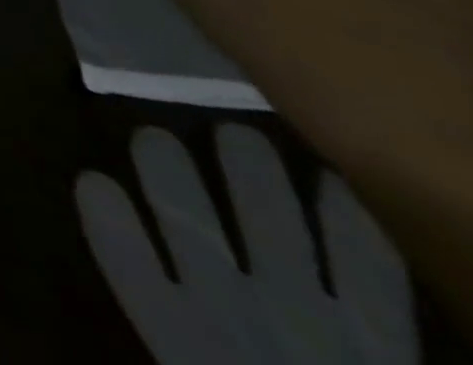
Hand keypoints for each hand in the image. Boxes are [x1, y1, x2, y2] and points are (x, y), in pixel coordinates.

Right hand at [78, 124, 415, 362]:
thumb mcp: (196, 361)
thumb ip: (161, 304)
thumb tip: (112, 261)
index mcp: (182, 340)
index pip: (126, 264)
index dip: (107, 219)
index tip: (91, 179)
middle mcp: (233, 314)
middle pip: (186, 219)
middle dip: (167, 168)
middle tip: (155, 134)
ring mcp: (309, 318)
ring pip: (266, 224)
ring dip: (249, 174)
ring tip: (235, 131)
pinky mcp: (381, 338)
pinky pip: (368, 273)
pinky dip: (350, 225)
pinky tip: (332, 181)